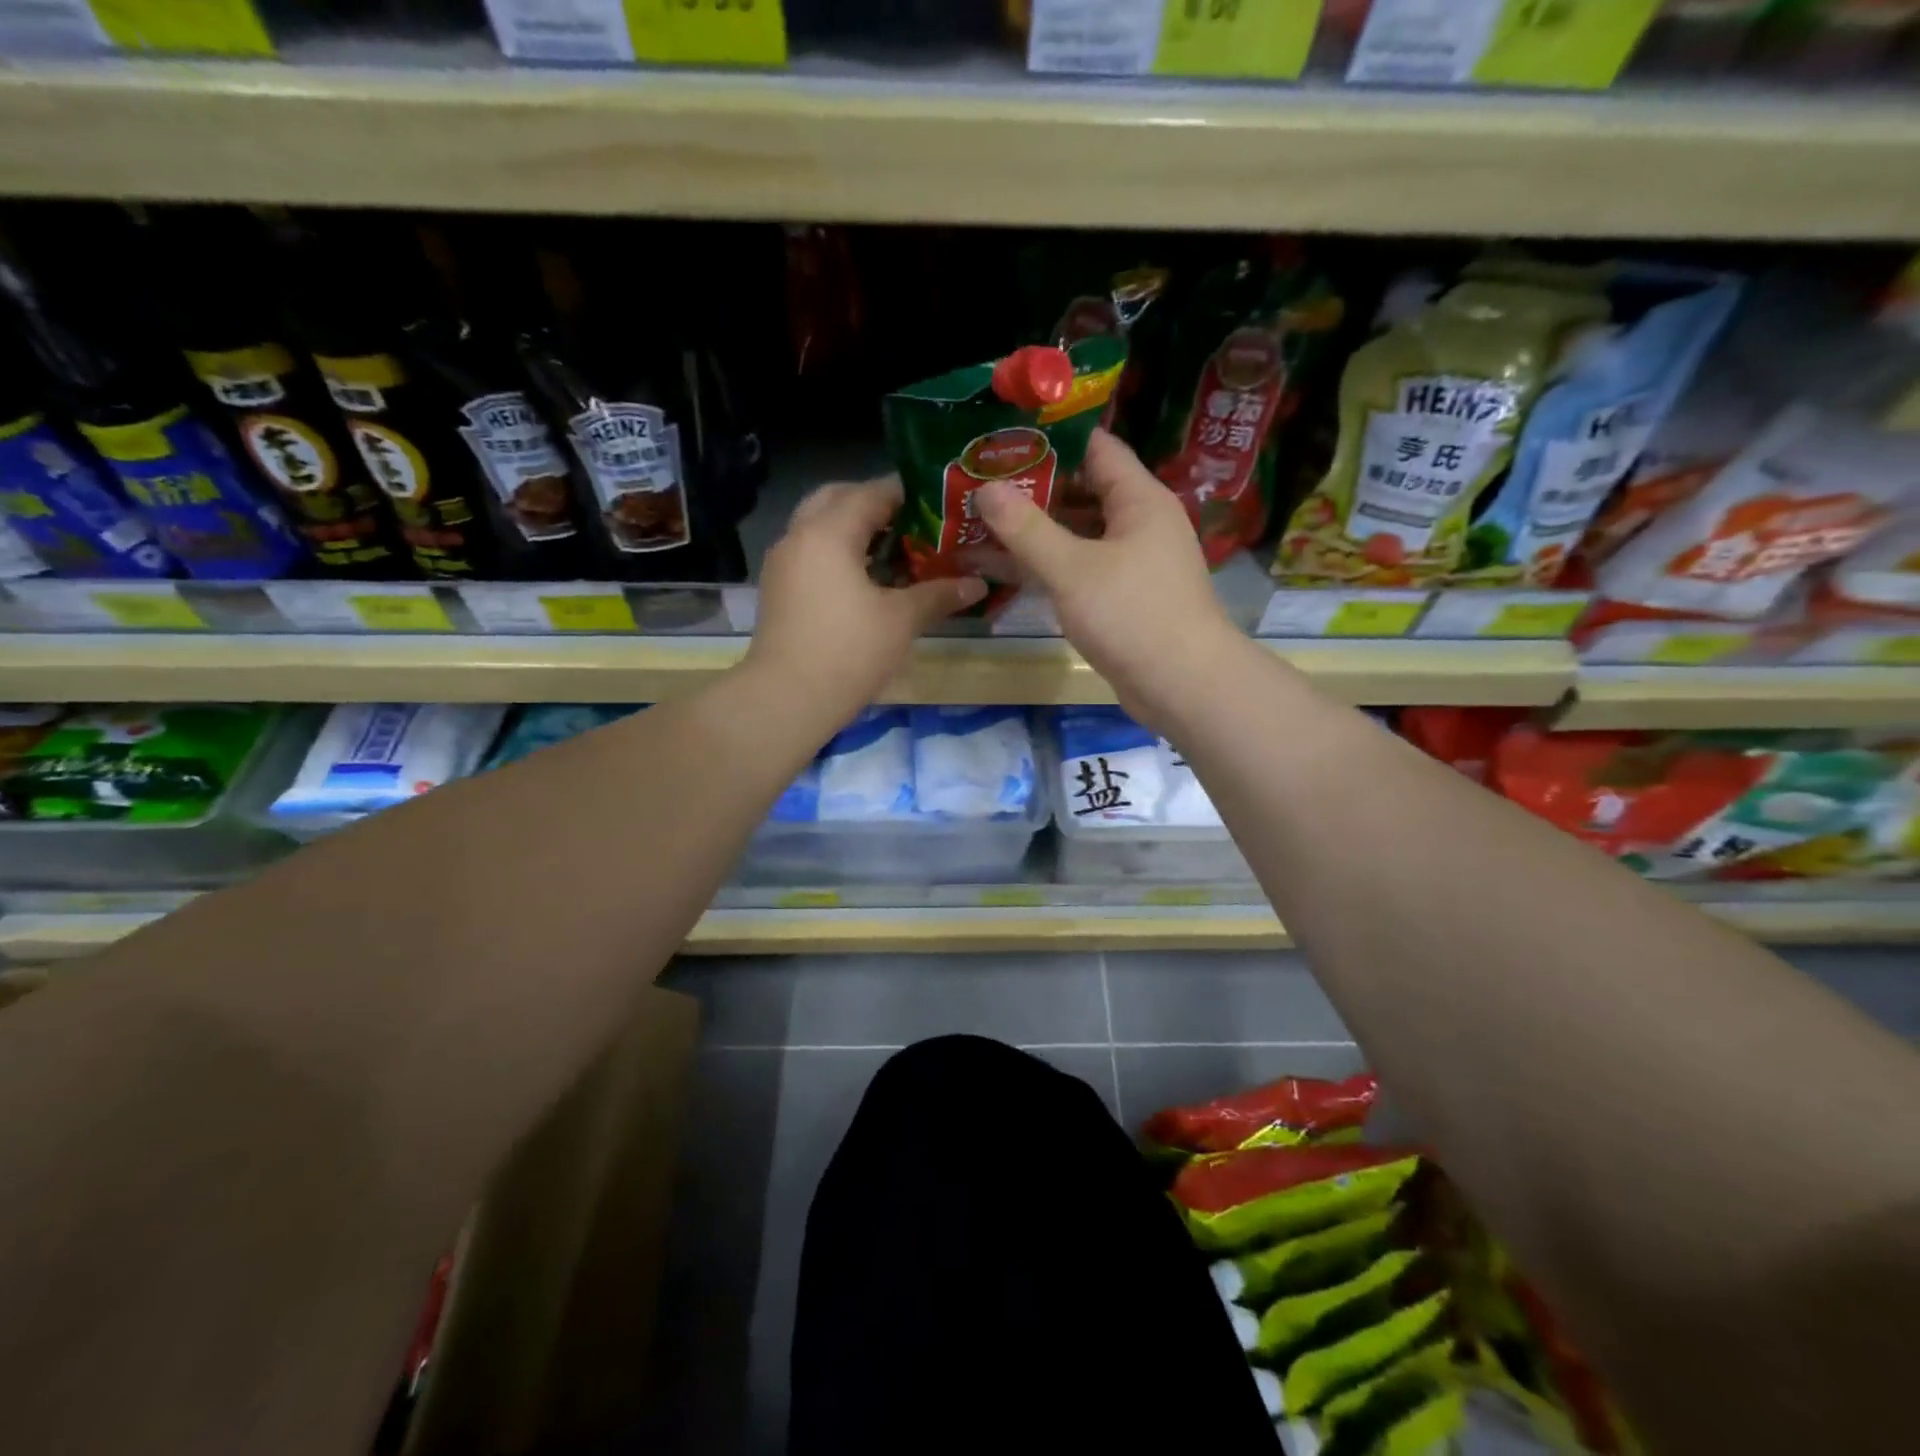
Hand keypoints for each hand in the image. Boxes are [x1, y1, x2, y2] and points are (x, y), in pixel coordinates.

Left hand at [746, 477, 985, 726]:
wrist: (786, 700)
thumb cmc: (848, 652)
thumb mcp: (901, 621)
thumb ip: (939, 594)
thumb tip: (978, 584)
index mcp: (828, 532)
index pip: (871, 493)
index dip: (907, 493)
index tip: (939, 501)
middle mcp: (799, 536)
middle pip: (837, 499)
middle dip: (874, 504)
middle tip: (912, 523)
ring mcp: (782, 563)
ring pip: (819, 526)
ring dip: (853, 529)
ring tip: (894, 551)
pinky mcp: (778, 590)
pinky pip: (810, 553)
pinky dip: (837, 553)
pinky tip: (866, 581)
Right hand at [975, 431, 1250, 724]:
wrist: (1183, 686)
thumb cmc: (1132, 615)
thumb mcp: (1072, 569)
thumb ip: (1027, 528)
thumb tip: (986, 488)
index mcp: (1139, 499)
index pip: (1095, 447)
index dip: (1050, 439)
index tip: (1001, 439)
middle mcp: (1140, 523)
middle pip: (1082, 491)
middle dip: (1033, 489)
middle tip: (979, 484)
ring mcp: (1133, 562)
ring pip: (1078, 534)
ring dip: (1035, 531)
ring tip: (981, 523)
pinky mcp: (1124, 597)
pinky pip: (1080, 569)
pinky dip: (1048, 566)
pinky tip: (1006, 569)